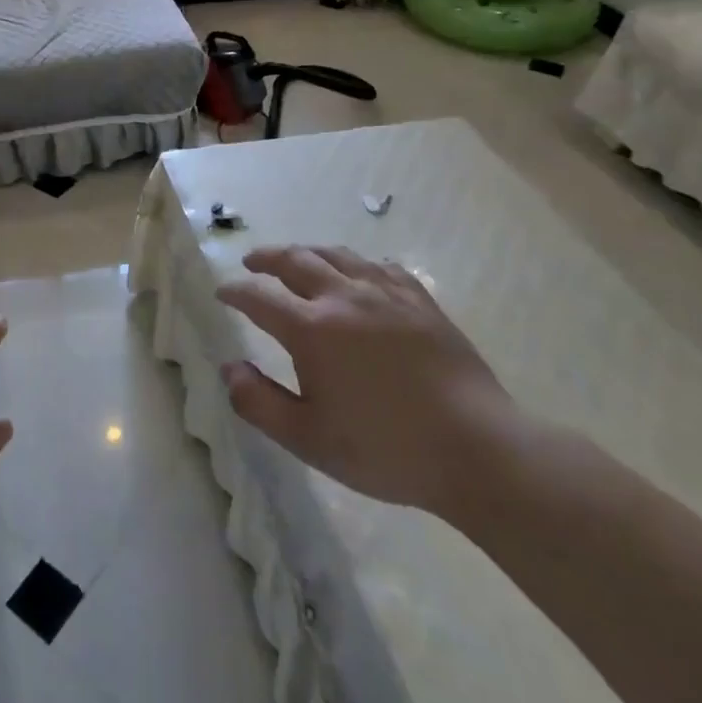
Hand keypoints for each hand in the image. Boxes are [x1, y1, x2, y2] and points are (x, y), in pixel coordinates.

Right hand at [216, 245, 521, 518]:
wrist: (478, 450)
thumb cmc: (386, 449)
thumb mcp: (308, 438)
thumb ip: (259, 402)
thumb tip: (229, 368)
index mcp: (311, 328)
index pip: (259, 297)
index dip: (235, 292)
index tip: (223, 293)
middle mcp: (344, 297)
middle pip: (295, 260)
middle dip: (267, 258)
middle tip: (252, 262)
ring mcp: (386, 293)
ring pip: (336, 254)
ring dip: (307, 253)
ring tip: (297, 259)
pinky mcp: (419, 300)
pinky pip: (379, 266)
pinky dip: (355, 263)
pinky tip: (357, 274)